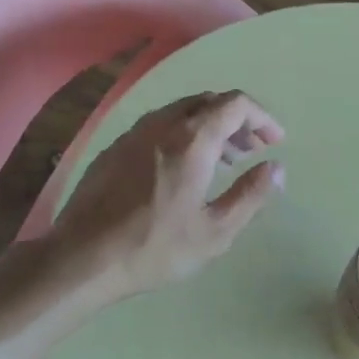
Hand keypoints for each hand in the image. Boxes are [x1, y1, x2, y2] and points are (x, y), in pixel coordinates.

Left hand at [49, 90, 284, 303]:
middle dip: (237, 121)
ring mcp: (134, 133)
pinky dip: (181, 135)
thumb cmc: (155, 247)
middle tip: (250, 152)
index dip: (262, 117)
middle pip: (209, 102)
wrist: (82, 257)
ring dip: (209, 127)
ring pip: (181, 112)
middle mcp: (163, 125)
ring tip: (220, 163)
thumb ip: (251, 195)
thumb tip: (277, 168)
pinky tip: (180, 170)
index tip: (274, 142)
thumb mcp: (215, 232)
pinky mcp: (114, 148)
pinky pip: (158, 127)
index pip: (236, 104)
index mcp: (192, 140)